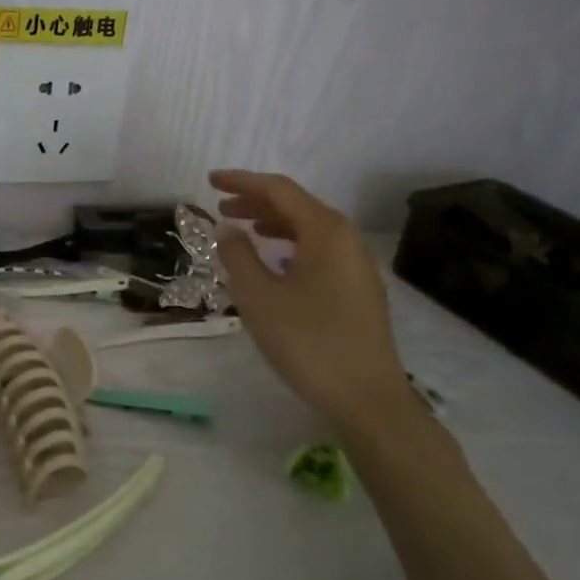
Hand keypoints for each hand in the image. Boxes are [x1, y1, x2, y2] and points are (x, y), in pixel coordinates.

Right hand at [210, 170, 407, 432]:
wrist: (368, 399)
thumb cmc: (308, 342)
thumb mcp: (258, 297)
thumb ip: (237, 255)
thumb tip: (228, 228)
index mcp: (326, 231)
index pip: (278, 190)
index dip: (242, 182)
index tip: (210, 180)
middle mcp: (347, 239)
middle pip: (296, 206)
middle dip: (256, 202)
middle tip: (221, 207)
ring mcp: (357, 265)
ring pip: (309, 230)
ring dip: (272, 224)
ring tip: (243, 230)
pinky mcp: (358, 289)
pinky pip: (319, 251)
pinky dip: (290, 245)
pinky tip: (274, 262)